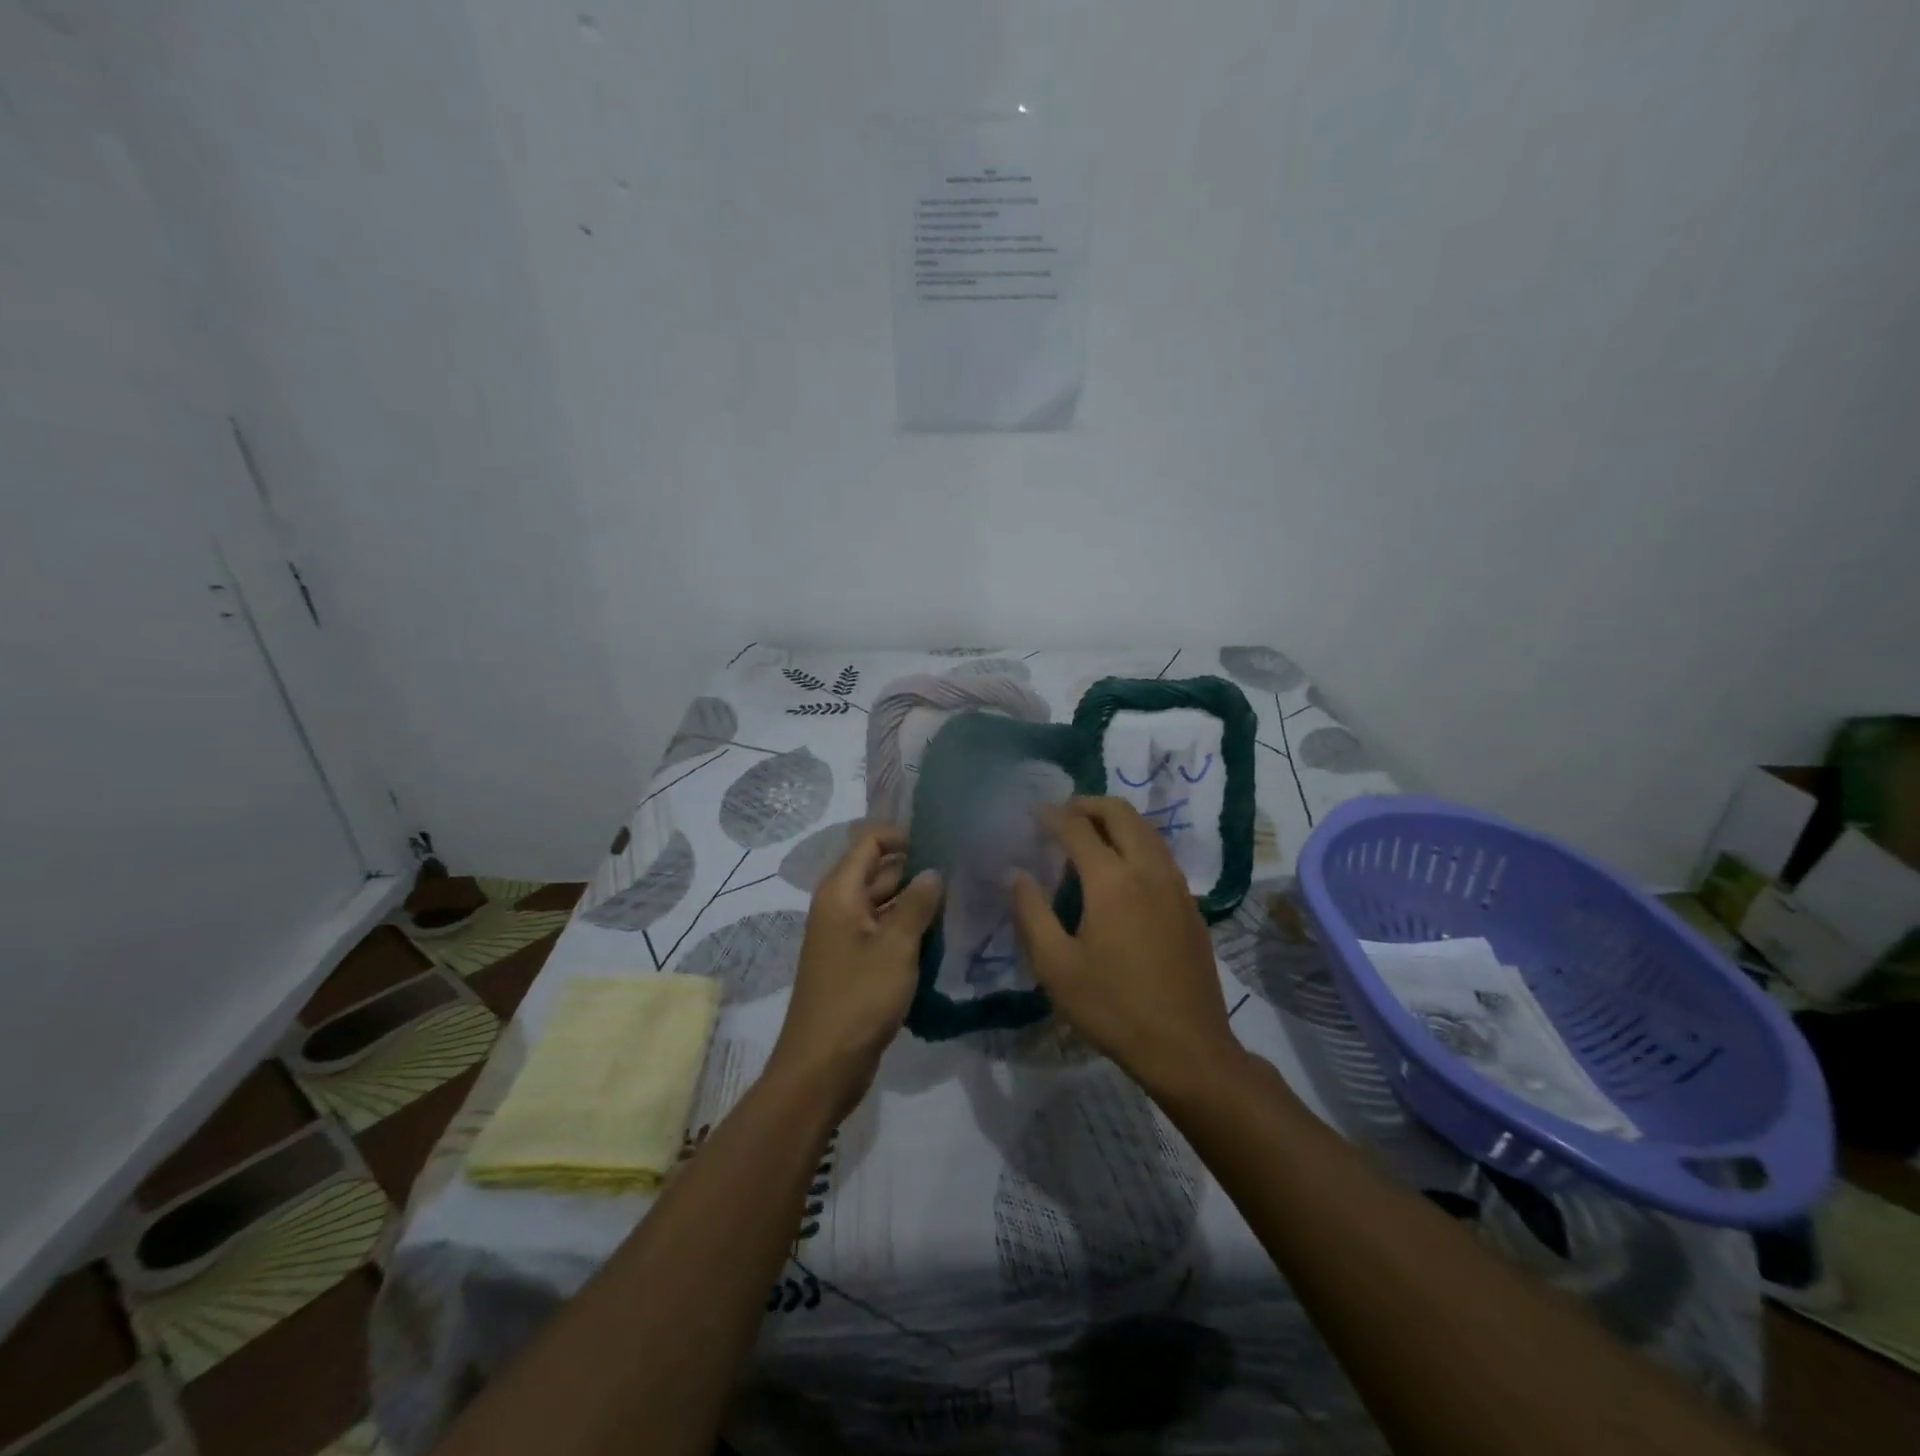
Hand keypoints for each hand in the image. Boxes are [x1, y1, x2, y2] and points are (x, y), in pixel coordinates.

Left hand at [768, 825, 941, 1115]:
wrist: (823, 1067)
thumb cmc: (858, 999)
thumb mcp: (895, 946)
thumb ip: (917, 903)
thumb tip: (933, 871)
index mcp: (840, 892)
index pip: (869, 841)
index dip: (903, 835)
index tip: (943, 844)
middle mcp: (840, 906)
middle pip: (880, 871)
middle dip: (918, 870)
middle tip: (964, 875)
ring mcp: (847, 936)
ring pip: (886, 904)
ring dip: (917, 903)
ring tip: (961, 902)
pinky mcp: (856, 963)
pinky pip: (885, 933)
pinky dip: (909, 930)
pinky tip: (943, 936)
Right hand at [1008, 797, 1242, 1099]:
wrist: (1187, 1048)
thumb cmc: (1113, 1007)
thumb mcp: (1056, 966)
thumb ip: (1031, 912)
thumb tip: (1016, 873)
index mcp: (1112, 880)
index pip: (1077, 827)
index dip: (1052, 814)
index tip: (1032, 812)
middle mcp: (1148, 869)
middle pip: (1121, 813)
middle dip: (1088, 804)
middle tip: (1062, 813)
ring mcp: (1176, 885)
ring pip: (1147, 830)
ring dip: (1116, 821)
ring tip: (1089, 835)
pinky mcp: (1191, 905)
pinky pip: (1160, 854)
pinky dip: (1136, 843)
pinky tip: (1121, 871)